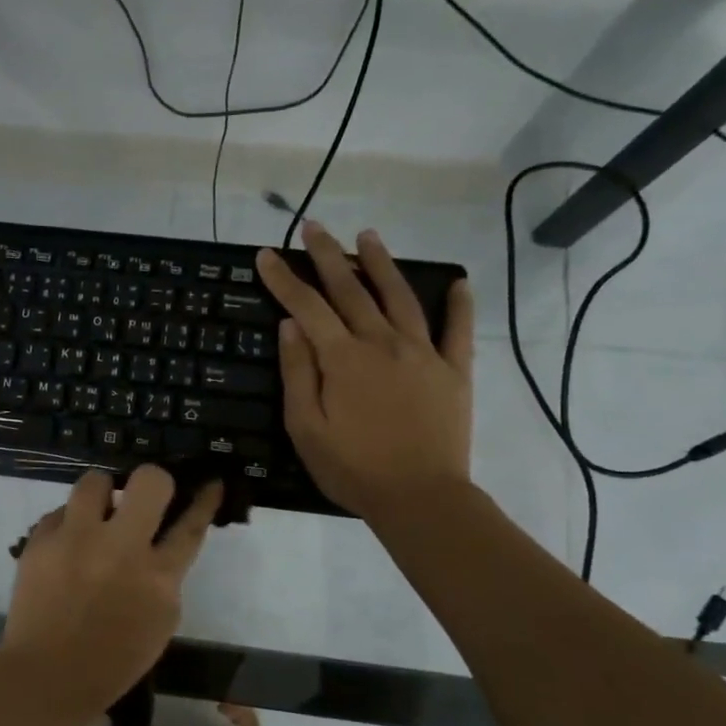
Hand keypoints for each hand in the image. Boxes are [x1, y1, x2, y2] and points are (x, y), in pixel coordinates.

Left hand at [0, 466, 221, 725]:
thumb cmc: (111, 660)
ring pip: (96, 480)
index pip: (190, 525)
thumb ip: (165, 577)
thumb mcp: (159, 622)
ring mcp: (76, 539)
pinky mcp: (41, 540)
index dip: (204, 500)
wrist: (46, 676)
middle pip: (149, 481)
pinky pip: (60, 512)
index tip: (209, 482)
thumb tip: (159, 542)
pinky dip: (68, 525)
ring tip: (96, 515)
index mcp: (158, 578)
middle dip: (152, 481)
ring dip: (102, 494)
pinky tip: (65, 547)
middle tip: (143, 497)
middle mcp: (120, 548)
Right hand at [256, 221, 474, 521]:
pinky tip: (458, 283)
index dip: (284, 279)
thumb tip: (290, 325)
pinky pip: (458, 330)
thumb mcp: (306, 427)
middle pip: (351, 290)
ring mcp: (422, 354)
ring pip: (399, 297)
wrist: (420, 498)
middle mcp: (382, 343)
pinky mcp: (453, 371)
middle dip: (327, 256)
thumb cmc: (352, 468)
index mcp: (342, 359)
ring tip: (367, 237)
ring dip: (381, 264)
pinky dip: (459, 304)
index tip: (266, 255)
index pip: (307, 306)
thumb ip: (298, 373)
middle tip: (312, 227)